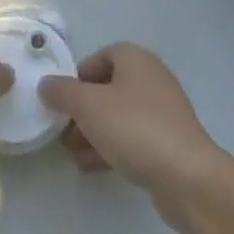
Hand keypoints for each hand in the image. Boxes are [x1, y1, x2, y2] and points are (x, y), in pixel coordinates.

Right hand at [38, 43, 232, 233]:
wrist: (187, 176)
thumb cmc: (134, 128)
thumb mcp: (88, 105)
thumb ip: (62, 92)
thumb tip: (46, 84)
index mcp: (136, 60)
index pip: (100, 57)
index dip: (77, 76)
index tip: (61, 100)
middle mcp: (151, 79)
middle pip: (107, 88)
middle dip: (81, 110)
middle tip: (61, 131)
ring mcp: (162, 113)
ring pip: (117, 116)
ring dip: (92, 132)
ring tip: (71, 153)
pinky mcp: (167, 143)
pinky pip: (131, 138)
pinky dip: (110, 147)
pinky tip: (90, 166)